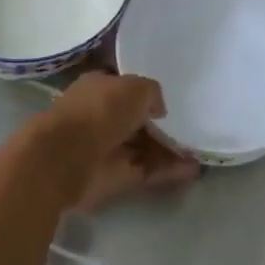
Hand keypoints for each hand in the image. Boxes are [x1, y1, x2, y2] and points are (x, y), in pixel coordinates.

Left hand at [37, 70, 200, 210]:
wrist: (65, 158)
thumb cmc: (99, 110)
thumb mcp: (135, 88)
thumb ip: (152, 93)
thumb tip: (158, 109)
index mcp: (99, 86)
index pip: (125, 87)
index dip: (146, 92)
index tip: (172, 98)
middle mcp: (101, 115)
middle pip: (135, 119)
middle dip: (160, 125)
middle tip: (191, 127)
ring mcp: (106, 147)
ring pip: (142, 146)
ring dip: (169, 149)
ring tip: (200, 151)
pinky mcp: (113, 177)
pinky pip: (145, 170)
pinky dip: (167, 171)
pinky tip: (193, 170)